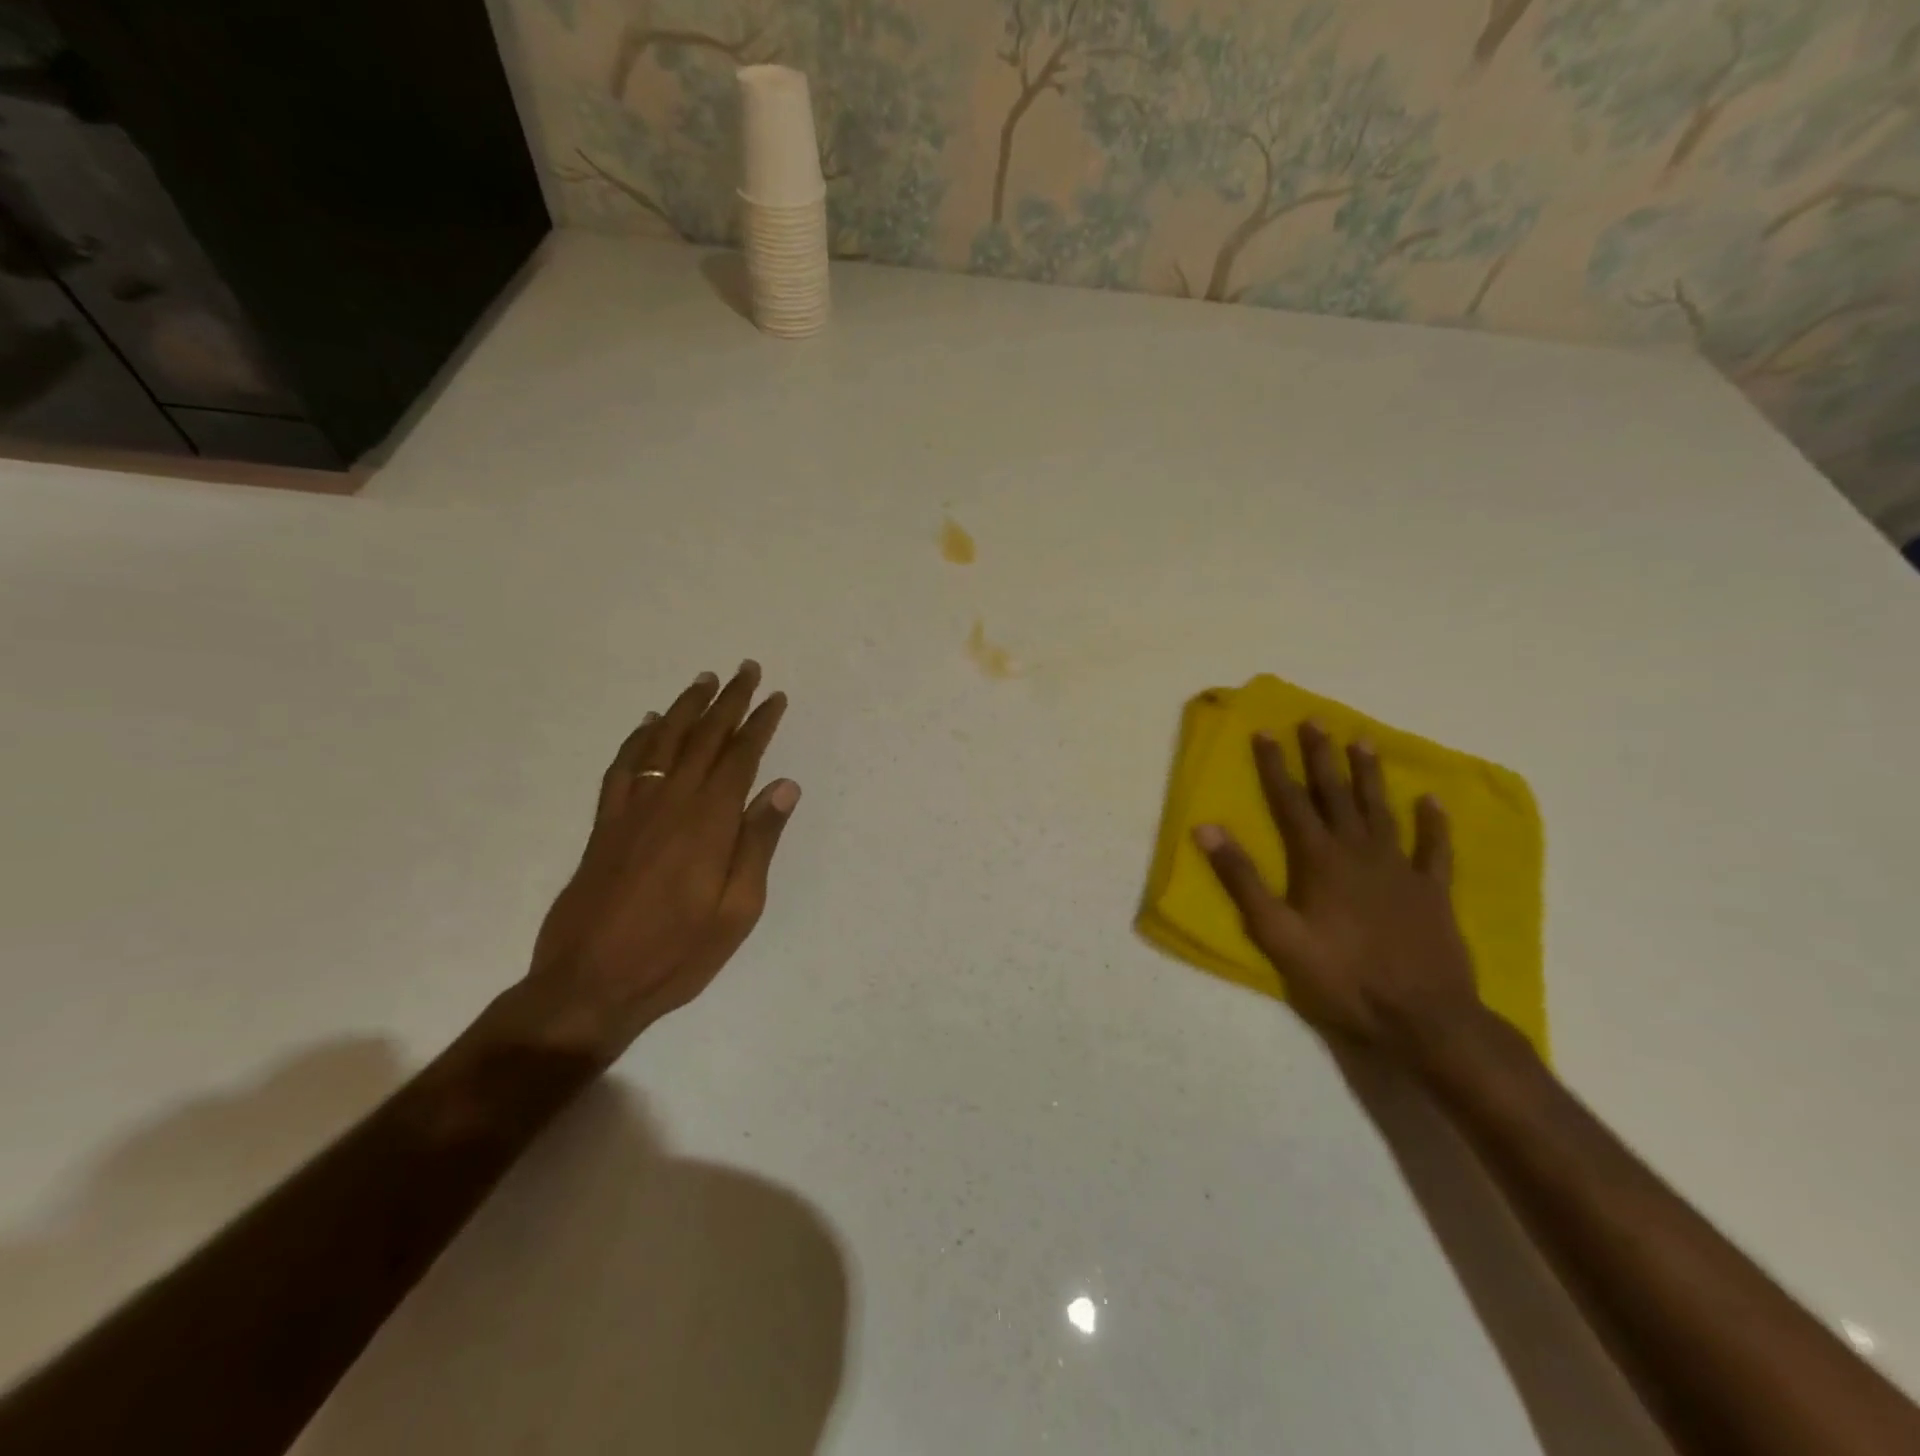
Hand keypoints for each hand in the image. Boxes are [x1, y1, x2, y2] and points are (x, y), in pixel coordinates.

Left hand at [520, 661, 799, 1058]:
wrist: (589, 985)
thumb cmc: (676, 953)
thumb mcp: (737, 909)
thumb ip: (759, 843)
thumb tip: (784, 787)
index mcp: (709, 822)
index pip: (741, 757)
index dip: (760, 724)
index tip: (776, 698)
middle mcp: (671, 803)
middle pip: (703, 738)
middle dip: (728, 701)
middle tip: (746, 670)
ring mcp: (632, 810)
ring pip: (662, 742)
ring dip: (685, 707)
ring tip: (704, 680)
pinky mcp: (605, 825)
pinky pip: (623, 768)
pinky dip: (638, 740)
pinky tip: (648, 725)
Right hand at [1195, 721, 1481, 1062]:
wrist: (1421, 1017)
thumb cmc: (1340, 977)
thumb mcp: (1276, 933)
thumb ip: (1242, 879)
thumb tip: (1207, 828)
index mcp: (1319, 860)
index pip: (1291, 802)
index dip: (1276, 766)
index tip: (1266, 731)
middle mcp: (1359, 852)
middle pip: (1336, 795)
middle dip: (1322, 756)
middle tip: (1315, 720)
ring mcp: (1400, 869)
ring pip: (1381, 810)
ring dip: (1369, 775)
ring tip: (1362, 741)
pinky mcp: (1432, 891)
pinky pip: (1435, 849)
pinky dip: (1434, 823)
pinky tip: (1431, 800)